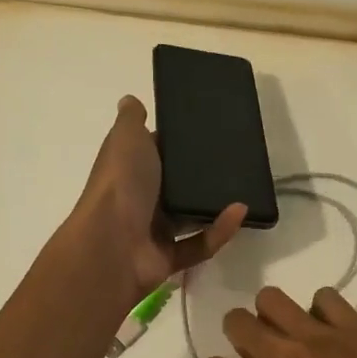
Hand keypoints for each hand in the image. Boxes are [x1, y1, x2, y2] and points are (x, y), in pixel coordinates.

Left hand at [72, 96, 244, 310]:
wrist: (111, 244)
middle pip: (174, 186)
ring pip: (189, 217)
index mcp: (129, 170)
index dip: (176, 143)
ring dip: (214, 205)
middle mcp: (140, 199)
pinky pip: (200, 244)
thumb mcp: (126, 139)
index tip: (208, 132)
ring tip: (245, 187)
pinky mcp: (168, 258)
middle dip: (201, 177)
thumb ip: (131, 119)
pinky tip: (240, 212)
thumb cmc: (121, 184)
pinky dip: (220, 231)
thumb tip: (131, 100)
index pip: (154, 152)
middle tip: (236, 160)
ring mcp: (153, 231)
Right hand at [203, 286, 356, 357]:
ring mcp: (320, 335)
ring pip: (271, 298)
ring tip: (294, 335)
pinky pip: (324, 297)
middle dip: (240, 335)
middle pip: (236, 321)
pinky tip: (334, 331)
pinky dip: (321, 311)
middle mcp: (284, 357)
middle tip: (261, 352)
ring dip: (273, 315)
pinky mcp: (354, 325)